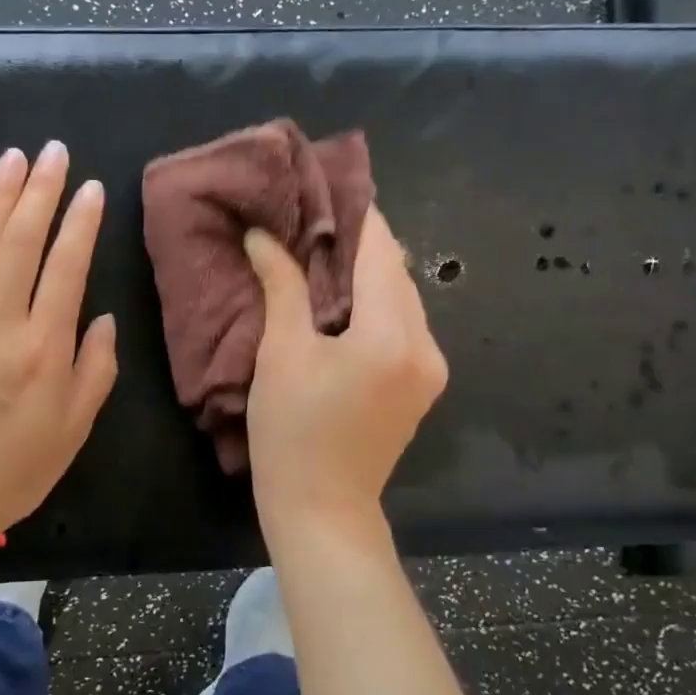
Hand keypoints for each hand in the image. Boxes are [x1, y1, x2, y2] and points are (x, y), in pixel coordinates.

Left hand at [0, 141, 117, 555]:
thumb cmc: (17, 467)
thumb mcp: (76, 427)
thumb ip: (95, 367)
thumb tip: (98, 316)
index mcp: (44, 349)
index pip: (67, 267)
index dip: (80, 223)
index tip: (90, 187)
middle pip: (21, 243)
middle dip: (40, 191)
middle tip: (53, 151)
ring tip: (13, 159)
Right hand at [243, 207, 447, 540]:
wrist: (322, 509)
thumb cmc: (292, 432)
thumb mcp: (282, 354)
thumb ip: (283, 286)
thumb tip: (265, 236)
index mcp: (393, 335)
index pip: (380, 251)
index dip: (354, 213)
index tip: (324, 185)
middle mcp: (426, 345)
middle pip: (395, 272)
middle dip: (356, 242)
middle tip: (309, 218)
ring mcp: (430, 367)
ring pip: (400, 297)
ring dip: (364, 273)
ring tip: (318, 253)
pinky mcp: (421, 383)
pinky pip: (400, 324)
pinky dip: (372, 304)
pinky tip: (338, 299)